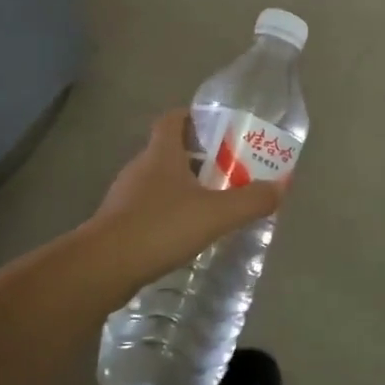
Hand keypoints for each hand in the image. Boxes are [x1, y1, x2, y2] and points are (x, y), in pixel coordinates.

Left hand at [88, 109, 284, 282]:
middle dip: (198, 157)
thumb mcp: (215, 214)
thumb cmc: (160, 226)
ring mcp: (125, 196)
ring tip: (212, 204)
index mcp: (161, 153)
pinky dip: (168, 213)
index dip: (193, 117)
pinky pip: (149, 208)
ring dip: (183, 187)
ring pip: (159, 181)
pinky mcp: (118, 223)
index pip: (173, 119)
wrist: (103, 267)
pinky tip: (186, 234)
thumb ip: (251, 200)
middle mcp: (141, 168)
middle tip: (228, 170)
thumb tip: (281, 187)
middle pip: (169, 150)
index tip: (217, 127)